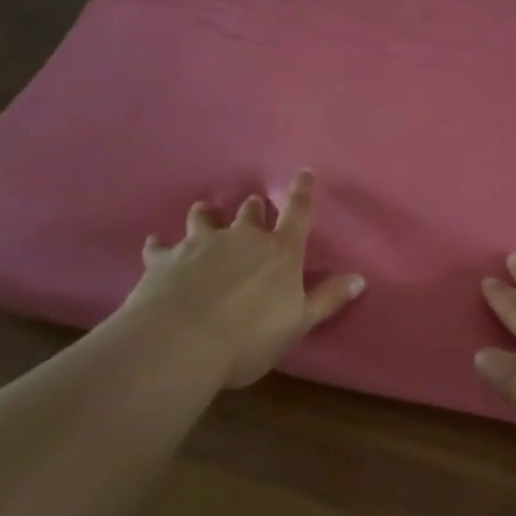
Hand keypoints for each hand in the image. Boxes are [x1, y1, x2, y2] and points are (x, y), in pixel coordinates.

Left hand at [122, 170, 364, 387]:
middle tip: (254, 208)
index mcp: (280, 251)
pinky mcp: (165, 259)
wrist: (181, 342)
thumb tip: (360, 278)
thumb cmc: (250, 336)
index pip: (298, 214)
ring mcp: (201, 244)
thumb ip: (327, 299)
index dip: (302, 192)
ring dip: (207, 215)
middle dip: (254, 209)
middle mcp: (242, 238)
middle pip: (251, 211)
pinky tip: (155, 245)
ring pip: (204, 217)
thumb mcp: (298, 323)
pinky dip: (160, 246)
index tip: (304, 172)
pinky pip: (160, 246)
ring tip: (206, 213)